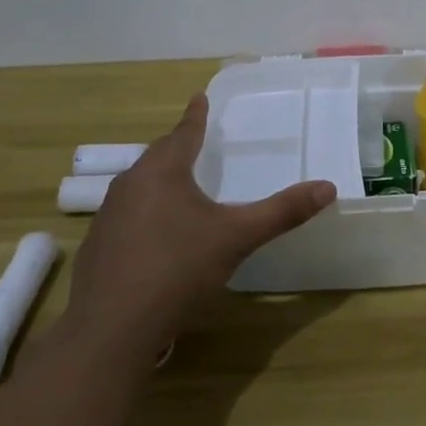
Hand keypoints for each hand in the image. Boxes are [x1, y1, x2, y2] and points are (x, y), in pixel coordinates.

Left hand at [58, 94, 333, 362]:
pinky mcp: (97, 246)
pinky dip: (144, 211)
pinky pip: (125, 214)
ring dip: (159, 179)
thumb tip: (328, 187)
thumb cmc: (178, 269)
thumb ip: (281, 212)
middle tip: (194, 141)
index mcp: (163, 172)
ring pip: (139, 184)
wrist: (112, 328)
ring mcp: (108, 215)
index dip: (196, 116)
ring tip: (178, 184)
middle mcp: (130, 184)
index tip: (199, 97)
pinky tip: (154, 235)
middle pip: (158, 155)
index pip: (184, 133)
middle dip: (177, 146)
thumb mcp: (237, 238)